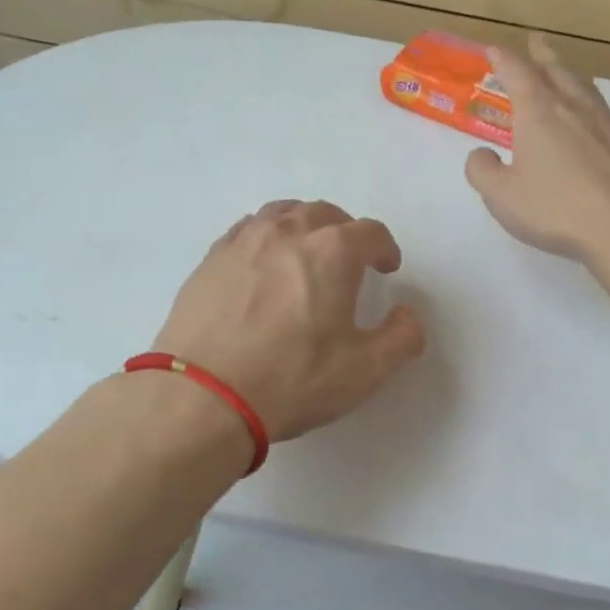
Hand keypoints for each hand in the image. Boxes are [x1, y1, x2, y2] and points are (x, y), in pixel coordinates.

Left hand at [152, 200, 425, 441]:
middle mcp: (288, 232)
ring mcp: (244, 241)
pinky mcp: (211, 258)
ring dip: (304, 226)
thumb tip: (407, 315)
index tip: (387, 267)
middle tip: (350, 260)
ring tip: (306, 252)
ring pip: (282, 213)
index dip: (385, 248)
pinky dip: (266, 236)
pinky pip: (247, 230)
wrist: (202, 396)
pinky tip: (263, 264)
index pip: (370, 232)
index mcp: (332, 251)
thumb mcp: (365, 371)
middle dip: (345, 231)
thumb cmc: (292, 380)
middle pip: (325, 213)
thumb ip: (402, 337)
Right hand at [464, 35, 609, 261]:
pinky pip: (602, 113)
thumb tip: (481, 155)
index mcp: (539, 112)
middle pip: (557, 71)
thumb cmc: (556, 207)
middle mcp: (574, 108)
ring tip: (563, 74)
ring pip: (584, 88)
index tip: (493, 49)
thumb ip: (483, 171)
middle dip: (542, 55)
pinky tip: (590, 122)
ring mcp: (606, 125)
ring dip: (569, 75)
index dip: (503, 59)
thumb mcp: (502, 195)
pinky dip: (588, 106)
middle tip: (536, 42)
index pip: (517, 73)